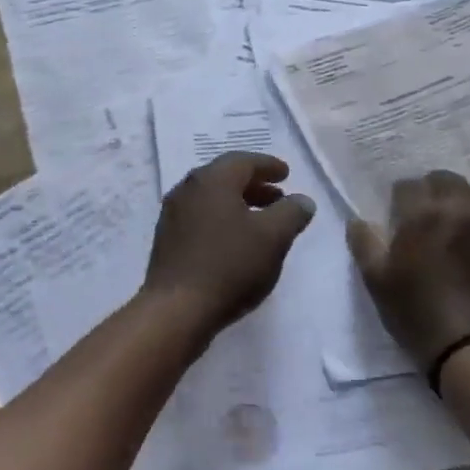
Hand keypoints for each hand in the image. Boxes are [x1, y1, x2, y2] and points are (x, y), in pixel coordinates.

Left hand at [143, 152, 316, 339]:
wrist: (177, 309)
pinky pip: (200, 217)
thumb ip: (292, 213)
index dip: (269, 166)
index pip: (244, 161)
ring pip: (212, 198)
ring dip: (238, 203)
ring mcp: (173, 214)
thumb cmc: (230, 265)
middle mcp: (188, 188)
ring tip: (261, 221)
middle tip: (278, 198)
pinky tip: (235, 242)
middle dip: (254, 185)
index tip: (287, 174)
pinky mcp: (167, 239)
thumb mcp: (273, 237)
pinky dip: (221, 219)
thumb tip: (302, 200)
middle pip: (225, 177)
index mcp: (213, 179)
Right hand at [347, 170, 469, 373]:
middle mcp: (462, 210)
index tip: (397, 216)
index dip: (399, 199)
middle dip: (433, 191)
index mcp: (424, 214)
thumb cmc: (418, 314)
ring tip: (458, 222)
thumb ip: (365, 244)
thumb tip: (357, 220)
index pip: (409, 186)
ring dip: (466, 201)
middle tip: (425, 215)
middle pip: (447, 180)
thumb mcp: (377, 282)